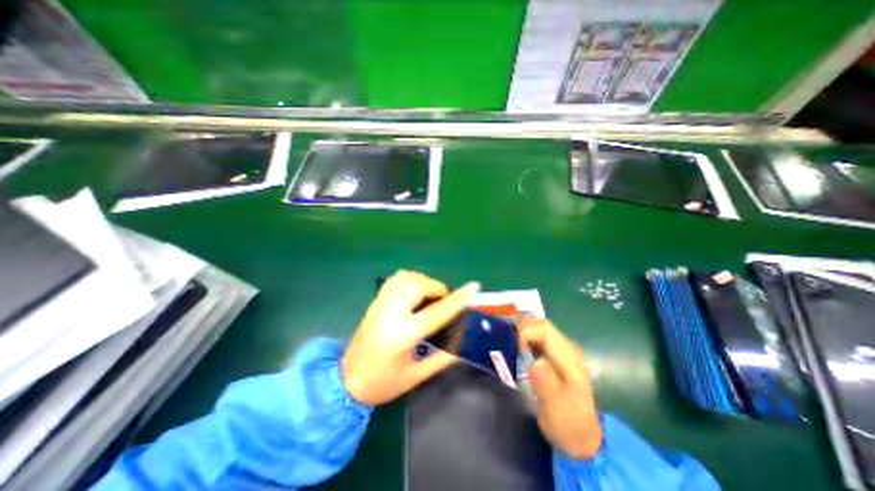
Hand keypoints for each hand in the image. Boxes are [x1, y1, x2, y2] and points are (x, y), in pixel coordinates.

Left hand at [341, 270, 481, 404]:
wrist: (345, 380)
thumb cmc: (383, 382)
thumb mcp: (416, 376)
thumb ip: (442, 359)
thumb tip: (463, 343)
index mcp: (405, 333)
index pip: (438, 311)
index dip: (458, 298)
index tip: (474, 286)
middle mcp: (393, 312)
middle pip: (421, 285)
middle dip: (437, 289)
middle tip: (442, 302)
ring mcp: (382, 303)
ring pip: (408, 277)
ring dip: (424, 282)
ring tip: (429, 296)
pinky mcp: (376, 300)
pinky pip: (396, 278)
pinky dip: (411, 278)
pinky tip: (414, 290)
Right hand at [517, 316, 602, 458]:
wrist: (582, 436)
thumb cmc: (567, 422)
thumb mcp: (555, 408)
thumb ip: (545, 382)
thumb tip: (534, 361)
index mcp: (569, 358)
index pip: (544, 329)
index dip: (526, 332)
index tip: (516, 348)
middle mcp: (567, 348)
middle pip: (541, 324)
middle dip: (521, 327)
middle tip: (507, 340)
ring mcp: (562, 350)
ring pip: (539, 328)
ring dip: (522, 331)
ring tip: (508, 341)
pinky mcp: (556, 355)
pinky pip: (538, 337)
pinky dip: (525, 337)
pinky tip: (516, 347)